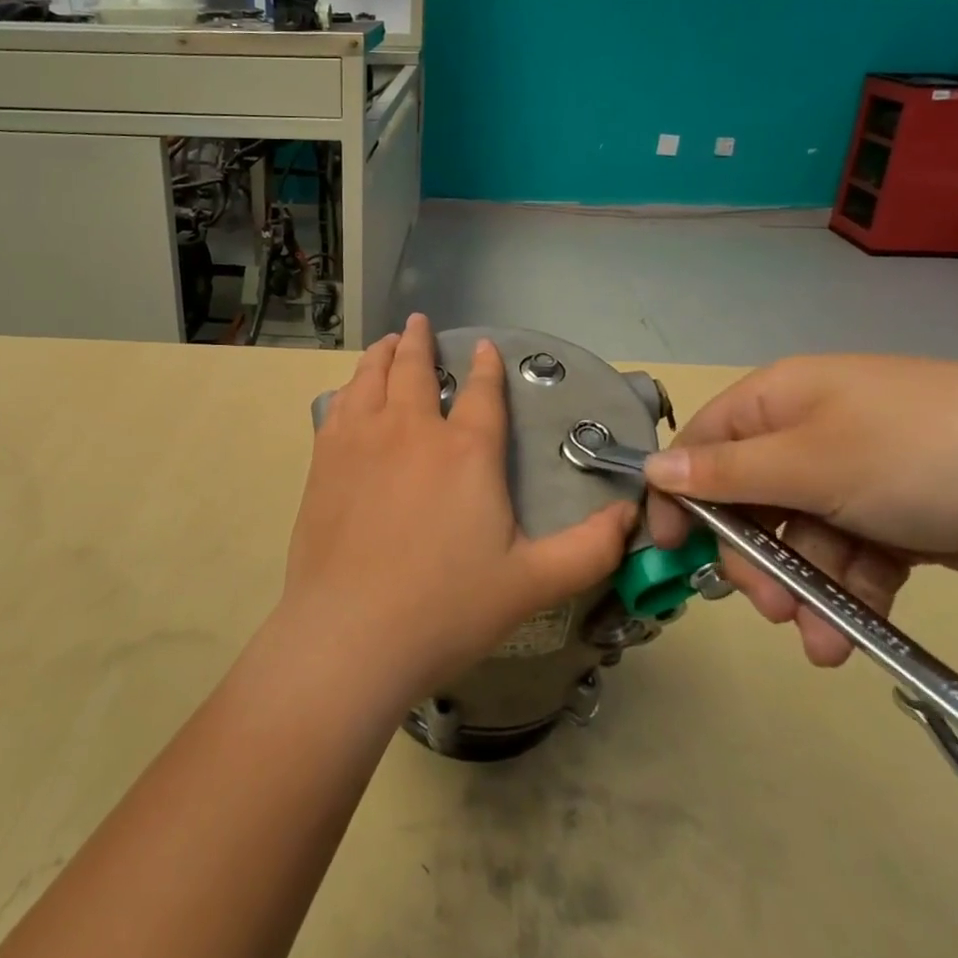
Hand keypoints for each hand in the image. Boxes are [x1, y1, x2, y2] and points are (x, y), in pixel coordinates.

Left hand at [282, 314, 634, 705]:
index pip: (483, 392)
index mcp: (466, 452)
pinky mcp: (325, 458)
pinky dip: (351, 386)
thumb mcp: (534, 583)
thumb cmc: (447, 608)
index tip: (483, 345)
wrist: (351, 633)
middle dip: (420, 342)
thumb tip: (632, 513)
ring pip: (372, 376)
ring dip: (382, 353)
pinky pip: (339, 405)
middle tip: (419, 323)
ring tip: (388, 343)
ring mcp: (362, 439)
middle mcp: (412, 430)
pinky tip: (352, 391)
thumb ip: (589, 547)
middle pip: (415, 368)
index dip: (486, 365)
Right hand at [644, 356, 957, 666]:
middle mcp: (807, 435)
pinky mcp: (897, 519)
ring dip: (803, 590)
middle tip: (767, 605)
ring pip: (800, 540)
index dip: (679, 496)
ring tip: (820, 641)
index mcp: (778, 403)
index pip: (701, 447)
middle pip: (748, 500)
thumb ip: (726, 474)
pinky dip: (849, 597)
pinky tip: (855, 637)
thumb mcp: (811, 462)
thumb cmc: (921, 452)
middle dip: (754, 558)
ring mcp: (853, 477)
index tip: (668, 550)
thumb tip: (650, 469)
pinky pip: (850, 559)